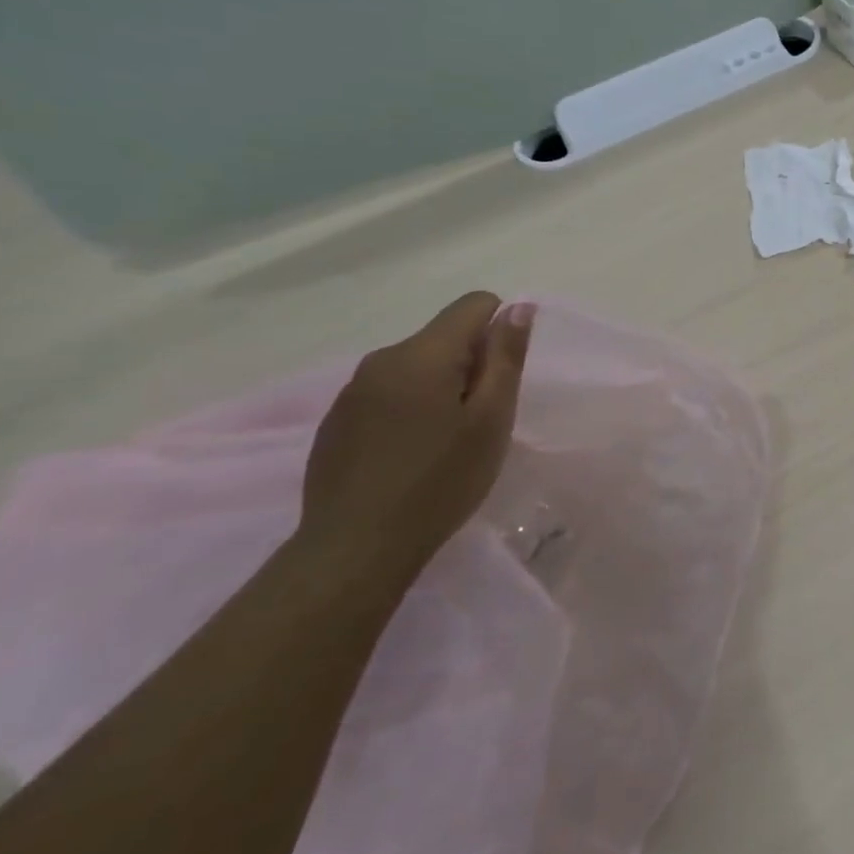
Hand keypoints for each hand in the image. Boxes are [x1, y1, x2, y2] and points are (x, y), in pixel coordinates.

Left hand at [299, 292, 534, 584]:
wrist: (355, 549)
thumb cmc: (439, 481)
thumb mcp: (491, 419)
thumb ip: (506, 358)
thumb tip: (518, 307)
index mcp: (422, 353)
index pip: (474, 304)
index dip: (501, 331)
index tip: (501, 380)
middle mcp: (382, 359)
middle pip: (444, 337)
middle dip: (471, 365)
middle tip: (479, 421)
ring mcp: (352, 391)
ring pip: (416, 366)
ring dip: (440, 388)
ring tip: (446, 442)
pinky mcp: (336, 421)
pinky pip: (388, 393)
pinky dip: (410, 409)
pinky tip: (410, 456)